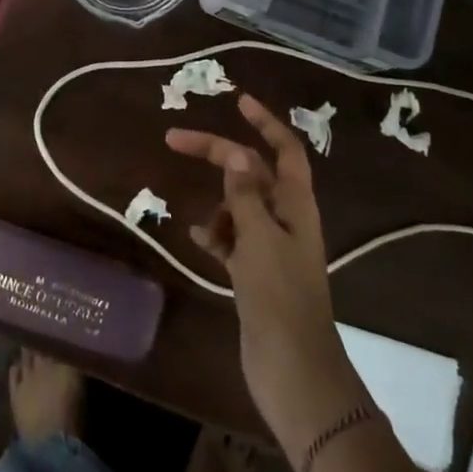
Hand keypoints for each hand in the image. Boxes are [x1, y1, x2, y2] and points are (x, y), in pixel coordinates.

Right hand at [166, 94, 369, 465]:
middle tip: (175, 140)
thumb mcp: (259, 238)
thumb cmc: (278, 297)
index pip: (284, 148)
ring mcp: (271, 247)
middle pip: (251, 172)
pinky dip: (215, 233)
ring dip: (218, 204)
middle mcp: (286, 218)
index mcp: (296, 204)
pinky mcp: (256, 273)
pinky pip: (232, 239)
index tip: (237, 101)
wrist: (291, 370)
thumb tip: (236, 153)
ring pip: (240, 206)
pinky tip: (198, 239)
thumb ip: (246, 195)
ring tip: (201, 222)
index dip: (264, 122)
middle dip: (219, 154)